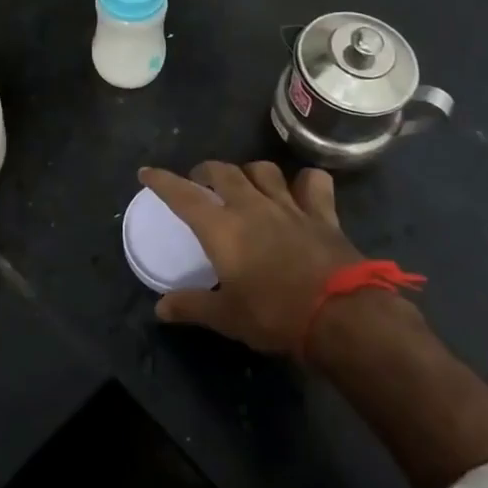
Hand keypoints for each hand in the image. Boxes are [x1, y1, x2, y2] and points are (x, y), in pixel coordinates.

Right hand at [141, 161, 383, 354]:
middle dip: (206, 172)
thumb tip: (160, 308)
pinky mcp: (322, 213)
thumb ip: (192, 306)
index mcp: (222, 228)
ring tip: (244, 183)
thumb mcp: (227, 317)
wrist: (340, 315)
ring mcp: (289, 205)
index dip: (162, 181)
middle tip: (200, 183)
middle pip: (223, 172)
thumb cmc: (274, 315)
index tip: (147, 172)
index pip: (183, 195)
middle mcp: (251, 206)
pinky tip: (301, 190)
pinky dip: (305, 182)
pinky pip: (313, 183)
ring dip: (248, 172)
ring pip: (263, 170)